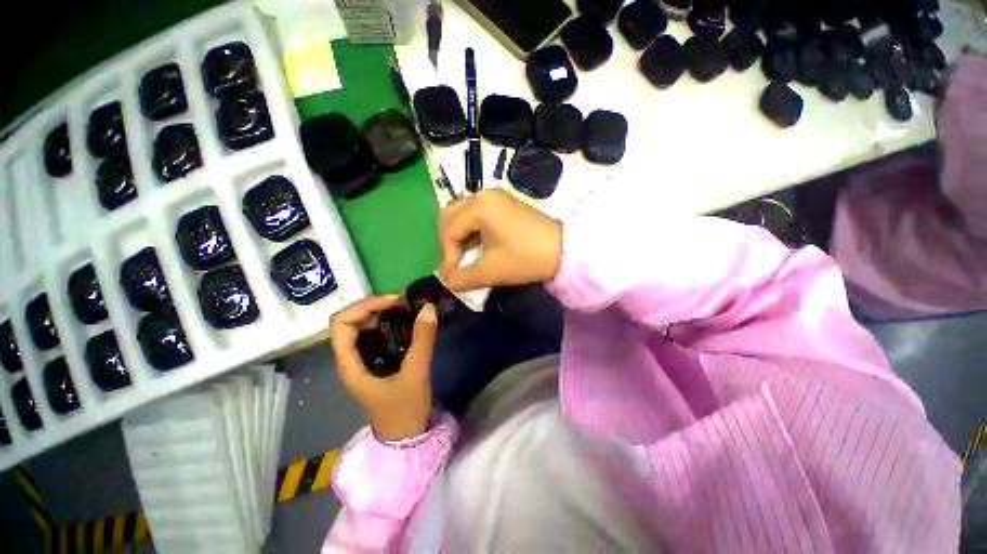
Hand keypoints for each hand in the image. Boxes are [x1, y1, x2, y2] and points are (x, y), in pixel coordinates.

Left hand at [329, 295, 437, 441]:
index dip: (365, 306)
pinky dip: (387, 322)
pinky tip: (404, 321)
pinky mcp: (375, 361)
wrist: (406, 438)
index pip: (341, 323)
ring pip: (361, 325)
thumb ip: (423, 340)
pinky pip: (374, 334)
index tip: (394, 302)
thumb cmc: (405, 411)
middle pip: (349, 320)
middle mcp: (350, 358)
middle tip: (403, 303)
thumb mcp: (416, 374)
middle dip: (374, 306)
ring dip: (380, 312)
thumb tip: (428, 308)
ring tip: (405, 308)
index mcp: (350, 364)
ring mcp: (362, 359)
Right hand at [438, 189, 562, 290]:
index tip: (456, 274)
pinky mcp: (504, 202)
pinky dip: (471, 229)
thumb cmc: (526, 258)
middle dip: (449, 241)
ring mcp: (495, 196)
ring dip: (459, 235)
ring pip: (463, 213)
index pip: (450, 229)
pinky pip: (476, 213)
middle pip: (451, 215)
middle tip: (456, 261)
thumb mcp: (491, 271)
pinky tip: (478, 245)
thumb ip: (461, 277)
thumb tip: (445, 278)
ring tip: (466, 255)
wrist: (565, 250)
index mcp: (479, 205)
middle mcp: (484, 194)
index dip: (448, 254)